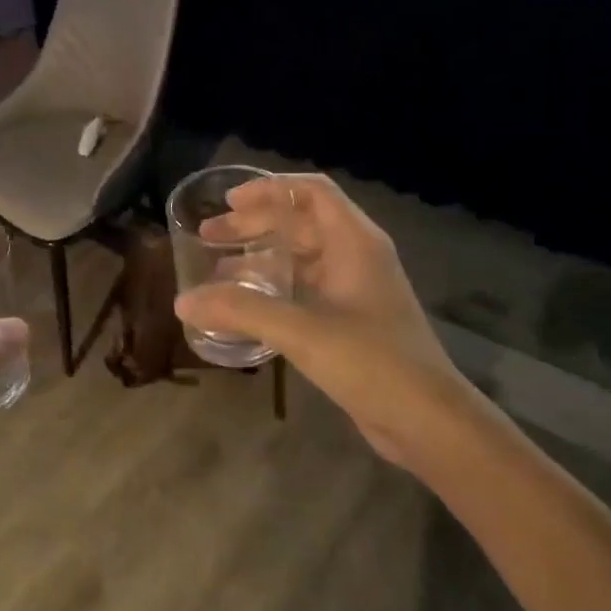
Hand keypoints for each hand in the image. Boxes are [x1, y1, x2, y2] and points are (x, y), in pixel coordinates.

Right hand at [174, 175, 469, 468]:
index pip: (311, 191)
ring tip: (216, 269)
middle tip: (208, 235)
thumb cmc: (372, 363)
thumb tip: (182, 301)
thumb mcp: (302, 331)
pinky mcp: (350, 320)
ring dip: (260, 257)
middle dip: (254, 224)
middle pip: (300, 222)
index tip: (228, 202)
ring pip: (300, 257)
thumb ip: (241, 311)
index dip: (269, 189)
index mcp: (355, 242)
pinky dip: (272, 287)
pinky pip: (304, 288)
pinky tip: (244, 307)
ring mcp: (355, 290)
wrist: (428, 421)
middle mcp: (356, 257)